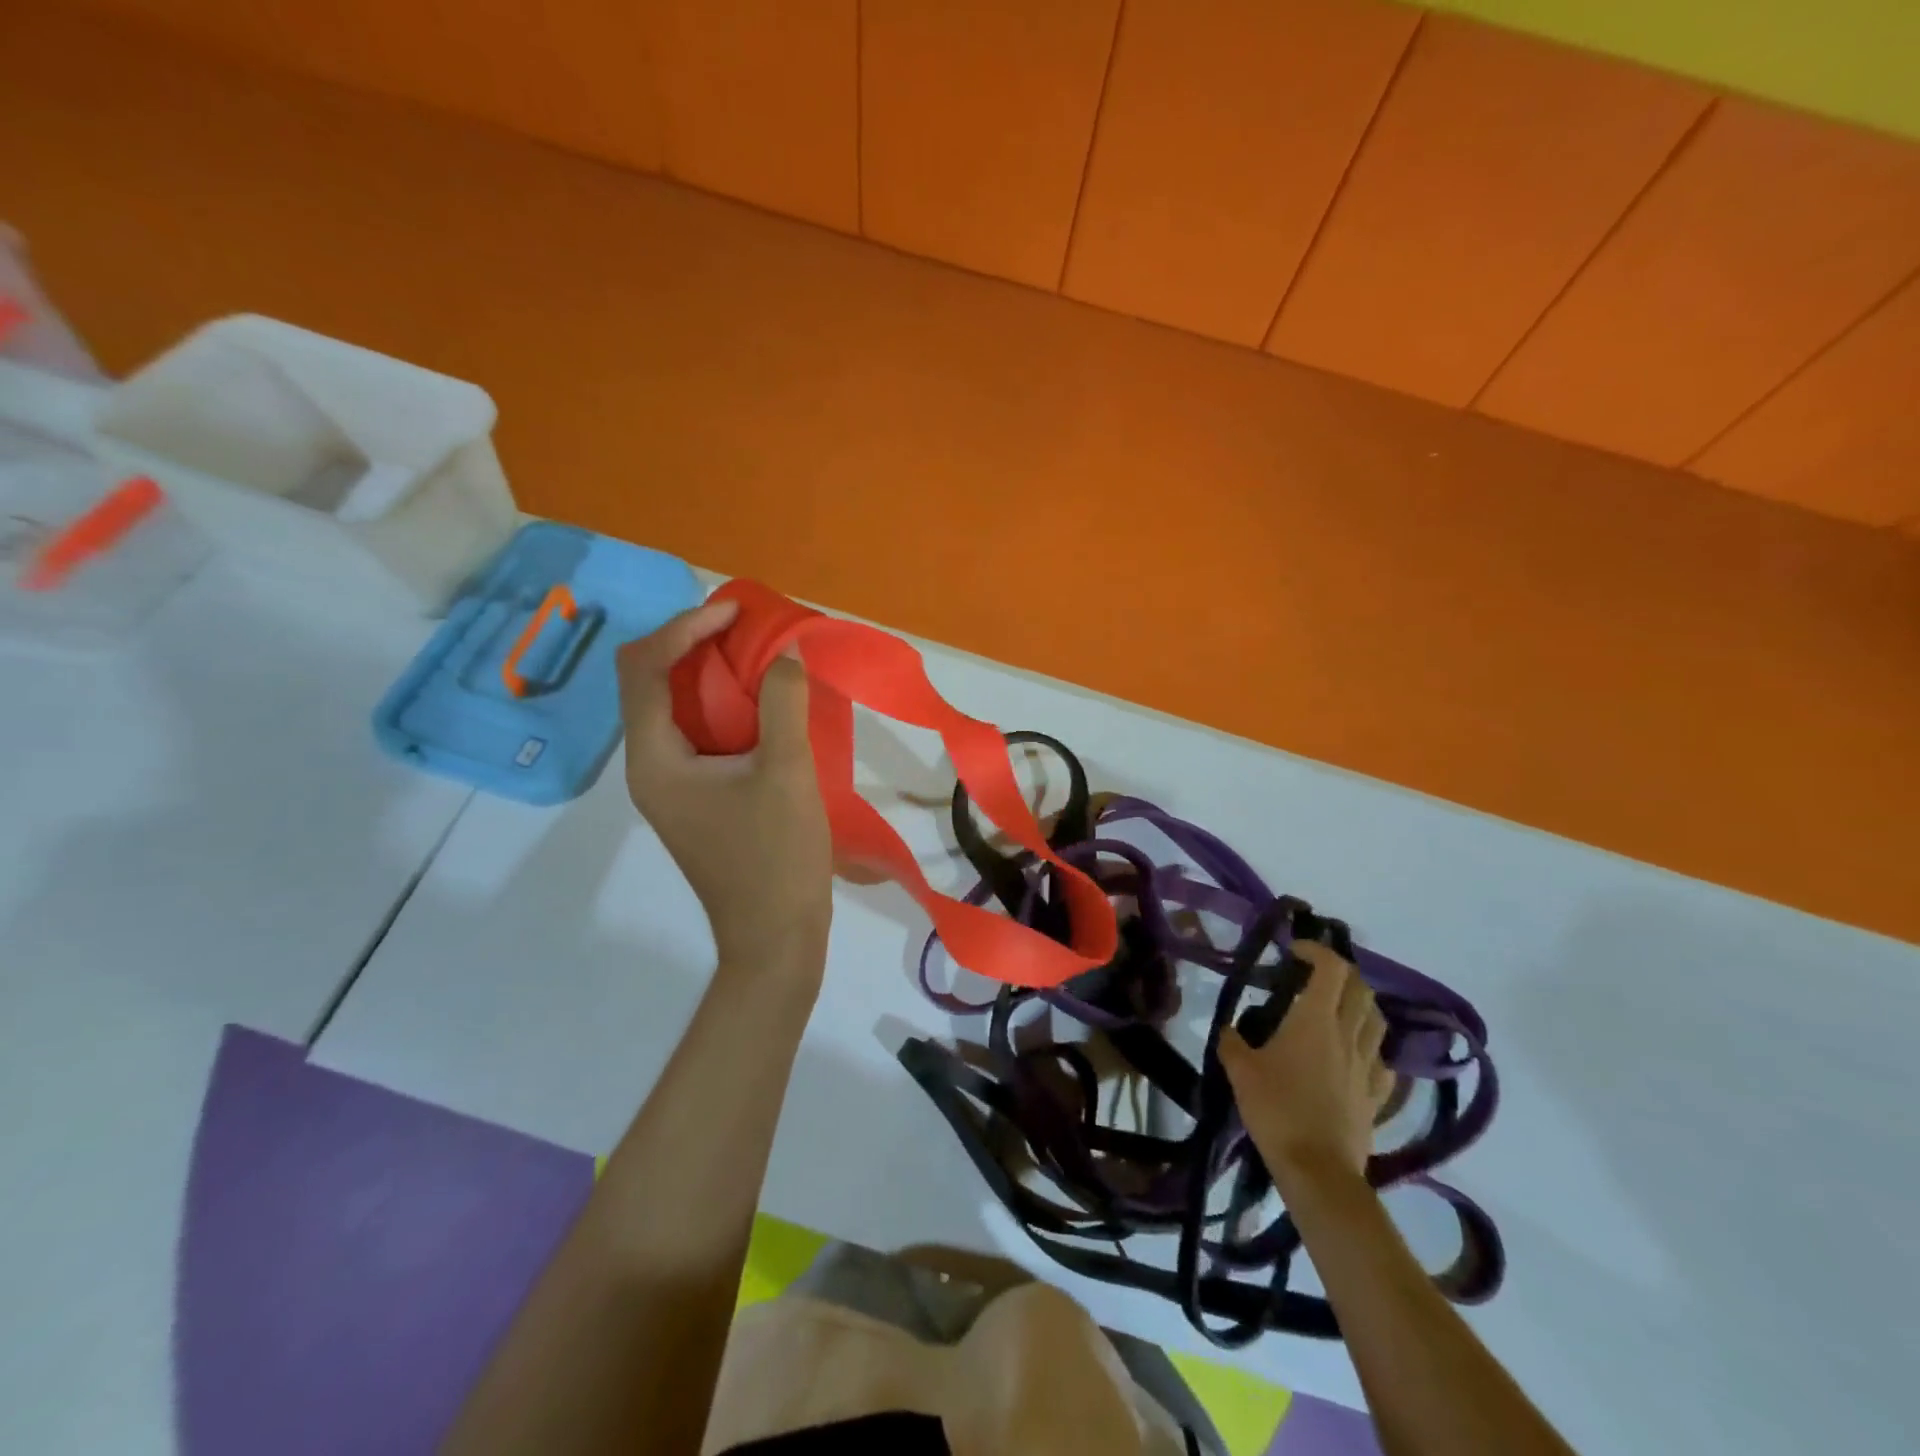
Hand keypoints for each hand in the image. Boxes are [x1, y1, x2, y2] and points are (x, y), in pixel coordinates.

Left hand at [616, 599, 832, 979]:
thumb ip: (783, 703)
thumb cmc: (776, 858)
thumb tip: (785, 654)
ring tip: (756, 656)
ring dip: (709, 674)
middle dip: (693, 644)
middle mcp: (649, 768)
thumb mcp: (787, 773)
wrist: (776, 937)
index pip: (646, 668)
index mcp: (655, 760)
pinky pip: (698, 734)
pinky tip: (763, 705)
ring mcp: (671, 786)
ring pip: (675, 708)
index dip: (685, 628)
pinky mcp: (696, 799)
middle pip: (651, 682)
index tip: (736, 613)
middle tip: (744, 629)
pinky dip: (724, 706)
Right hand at [1220, 940, 1393, 1191]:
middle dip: (1340, 972)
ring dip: (1360, 1003)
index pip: (1330, 968)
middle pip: (1360, 987)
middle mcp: (1347, 1034)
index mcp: (1315, 1020)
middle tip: (1315, 974)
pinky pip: (1382, 1058)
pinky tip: (1356, 1054)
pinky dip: (1370, 1045)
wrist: (1318, 1170)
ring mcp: (1367, 1065)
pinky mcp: (1377, 1095)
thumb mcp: (1240, 1070)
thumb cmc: (1276, 1110)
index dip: (1316, 950)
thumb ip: (1232, 1041)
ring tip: (1337, 1007)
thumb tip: (1229, 1029)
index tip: (1294, 950)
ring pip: (1377, 1019)